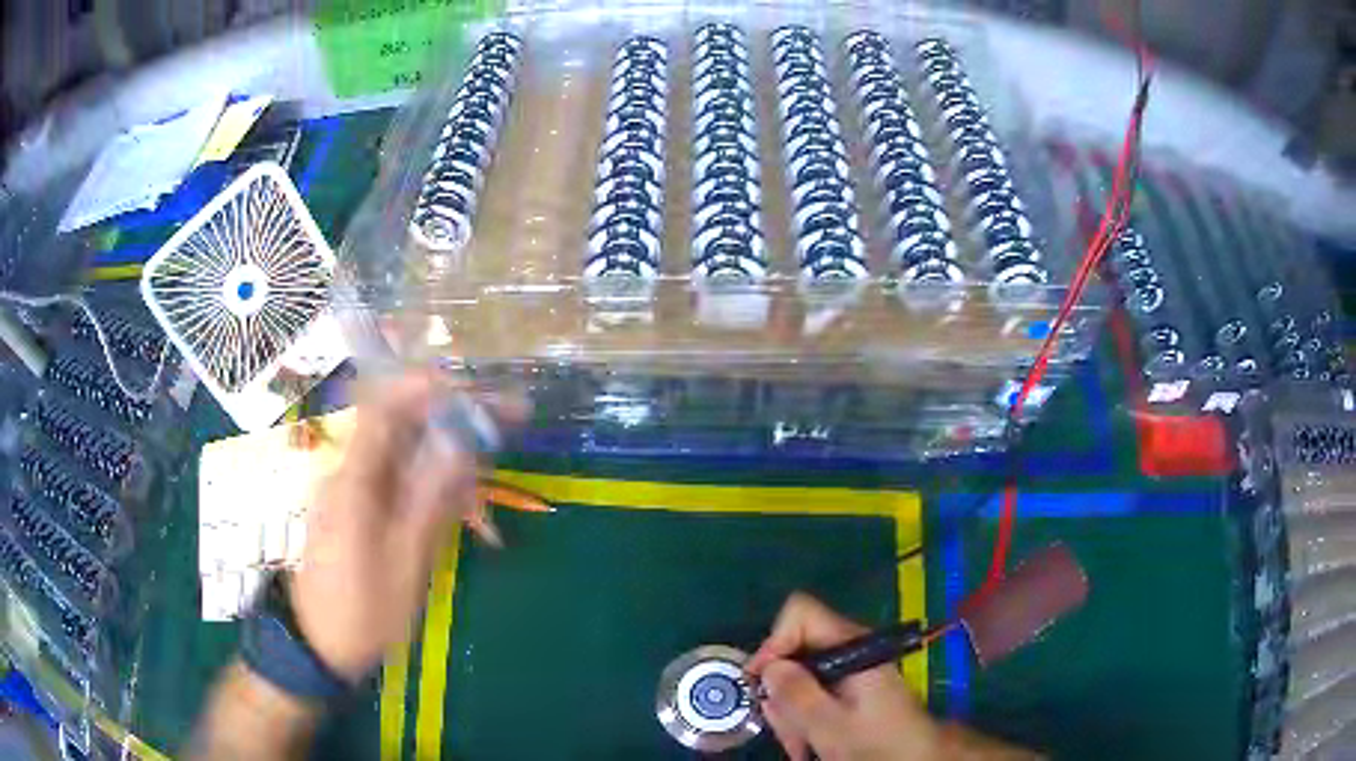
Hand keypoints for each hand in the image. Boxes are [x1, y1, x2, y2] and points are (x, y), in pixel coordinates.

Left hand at [290, 372, 517, 681]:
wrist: (318, 645)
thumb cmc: (363, 611)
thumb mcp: (405, 563)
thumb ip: (430, 501)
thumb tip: (460, 446)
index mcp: (354, 481)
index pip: (385, 409)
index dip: (427, 388)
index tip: (472, 388)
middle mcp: (348, 474)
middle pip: (399, 426)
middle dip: (450, 418)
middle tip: (501, 422)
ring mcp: (349, 492)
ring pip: (401, 454)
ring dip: (444, 453)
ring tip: (487, 469)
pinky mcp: (354, 511)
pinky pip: (394, 480)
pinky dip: (428, 481)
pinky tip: (457, 503)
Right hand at [746, 593, 940, 760]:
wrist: (915, 757)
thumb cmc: (876, 741)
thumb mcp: (830, 724)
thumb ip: (797, 694)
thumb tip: (768, 668)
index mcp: (850, 645)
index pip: (799, 614)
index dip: (774, 642)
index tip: (762, 682)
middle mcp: (848, 649)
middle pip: (794, 650)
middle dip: (781, 690)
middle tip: (783, 727)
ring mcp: (849, 668)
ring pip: (799, 676)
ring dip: (790, 711)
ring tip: (799, 744)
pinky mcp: (849, 687)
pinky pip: (812, 692)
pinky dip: (803, 717)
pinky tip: (807, 742)